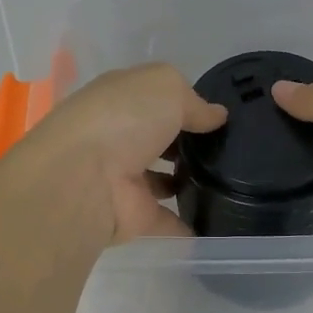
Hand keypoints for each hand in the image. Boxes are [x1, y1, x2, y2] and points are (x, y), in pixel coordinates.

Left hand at [13, 63, 227, 244]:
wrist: (83, 179)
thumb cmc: (123, 118)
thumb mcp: (166, 87)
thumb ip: (194, 101)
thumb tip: (216, 116)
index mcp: (120, 99)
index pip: (154, 97)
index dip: (183, 102)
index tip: (217, 115)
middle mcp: (118, 136)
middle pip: (157, 138)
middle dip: (185, 142)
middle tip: (227, 148)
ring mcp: (124, 178)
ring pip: (160, 180)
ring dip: (184, 181)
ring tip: (228, 182)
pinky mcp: (133, 216)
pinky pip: (166, 220)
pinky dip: (186, 224)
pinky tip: (217, 222)